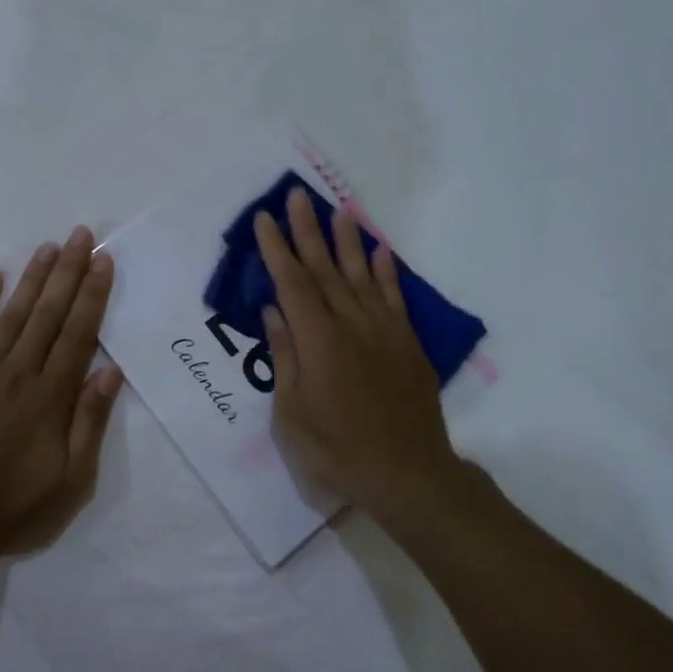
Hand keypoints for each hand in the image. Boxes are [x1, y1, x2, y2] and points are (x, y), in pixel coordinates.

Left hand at [0, 227, 124, 560]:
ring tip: (49, 247)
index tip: (104, 262)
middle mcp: (18, 373)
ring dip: (32, 278)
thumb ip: (90, 422)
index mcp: (51, 397)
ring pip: (12, 315)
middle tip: (82, 235)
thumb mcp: (72, 480)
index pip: (78, 334)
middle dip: (68, 272)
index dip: (93, 295)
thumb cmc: (14, 508)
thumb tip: (111, 372)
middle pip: (48, 314)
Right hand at [256, 189, 466, 522]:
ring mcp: (383, 332)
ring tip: (339, 209)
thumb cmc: (337, 452)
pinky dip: (386, 272)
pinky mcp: (407, 344)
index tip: (265, 219)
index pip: (292, 284)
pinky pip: (394, 298)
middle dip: (308, 231)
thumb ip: (285, 357)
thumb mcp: (292, 414)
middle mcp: (351, 326)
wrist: (407, 476)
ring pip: (360, 276)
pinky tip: (379, 251)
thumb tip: (273, 312)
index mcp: (318, 342)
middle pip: (325, 270)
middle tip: (297, 196)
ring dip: (347, 241)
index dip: (277, 249)